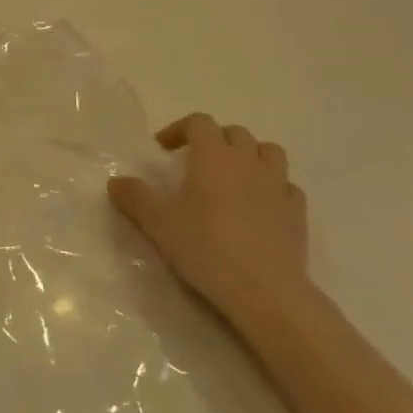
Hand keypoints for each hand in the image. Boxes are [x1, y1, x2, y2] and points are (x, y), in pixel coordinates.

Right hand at [108, 114, 309, 326]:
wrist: (264, 289)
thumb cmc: (206, 247)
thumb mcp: (157, 222)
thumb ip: (135, 197)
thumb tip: (116, 181)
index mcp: (214, 156)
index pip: (199, 122)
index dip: (179, 129)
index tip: (163, 149)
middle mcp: (248, 161)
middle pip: (235, 133)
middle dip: (214, 140)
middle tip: (195, 163)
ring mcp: (278, 185)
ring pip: (269, 152)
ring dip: (249, 156)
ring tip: (233, 177)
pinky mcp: (297, 212)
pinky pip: (286, 186)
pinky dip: (272, 187)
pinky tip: (261, 205)